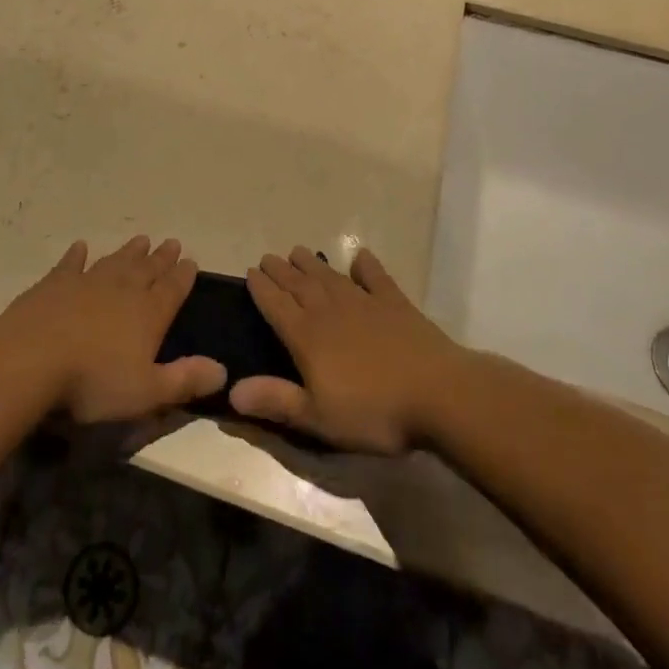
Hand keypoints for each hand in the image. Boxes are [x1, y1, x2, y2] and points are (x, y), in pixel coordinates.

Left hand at [1, 237, 225, 423]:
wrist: (33, 358)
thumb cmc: (93, 382)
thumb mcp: (146, 391)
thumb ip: (184, 380)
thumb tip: (223, 370)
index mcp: (148, 314)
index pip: (172, 290)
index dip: (183, 276)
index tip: (191, 261)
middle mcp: (122, 290)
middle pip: (147, 269)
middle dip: (161, 258)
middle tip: (171, 242)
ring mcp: (87, 282)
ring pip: (115, 261)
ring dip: (129, 251)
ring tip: (142, 239)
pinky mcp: (55, 283)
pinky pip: (71, 263)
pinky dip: (77, 255)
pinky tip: (81, 247)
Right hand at [231, 246, 470, 453]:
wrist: (437, 393)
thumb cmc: (374, 412)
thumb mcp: (319, 418)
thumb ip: (276, 400)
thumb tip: (231, 389)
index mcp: (307, 336)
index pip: (276, 305)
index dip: (261, 288)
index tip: (250, 272)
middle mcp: (330, 310)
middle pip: (299, 284)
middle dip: (281, 270)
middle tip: (268, 258)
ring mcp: (364, 302)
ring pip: (330, 276)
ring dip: (312, 263)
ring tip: (298, 251)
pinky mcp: (395, 303)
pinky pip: (375, 277)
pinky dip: (365, 266)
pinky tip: (359, 257)